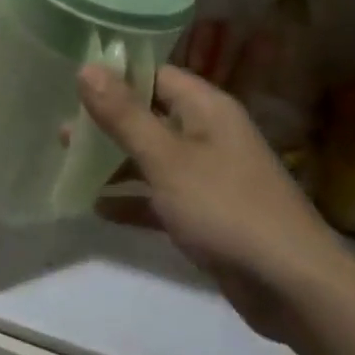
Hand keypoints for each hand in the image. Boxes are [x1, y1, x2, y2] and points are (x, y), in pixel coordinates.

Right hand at [79, 64, 350, 341]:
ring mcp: (208, 176)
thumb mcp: (166, 158)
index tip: (70, 80)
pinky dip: (132, 199)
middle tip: (61, 128)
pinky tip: (97, 208)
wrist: (293, 286)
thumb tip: (86, 67)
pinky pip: (160, 196)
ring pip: (152, 157)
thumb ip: (124, 114)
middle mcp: (208, 135)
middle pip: (150, 116)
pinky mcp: (206, 215)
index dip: (115, 74)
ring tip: (68, 161)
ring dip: (114, 160)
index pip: (155, 74)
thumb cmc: (225, 208)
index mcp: (206, 109)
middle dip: (107, 122)